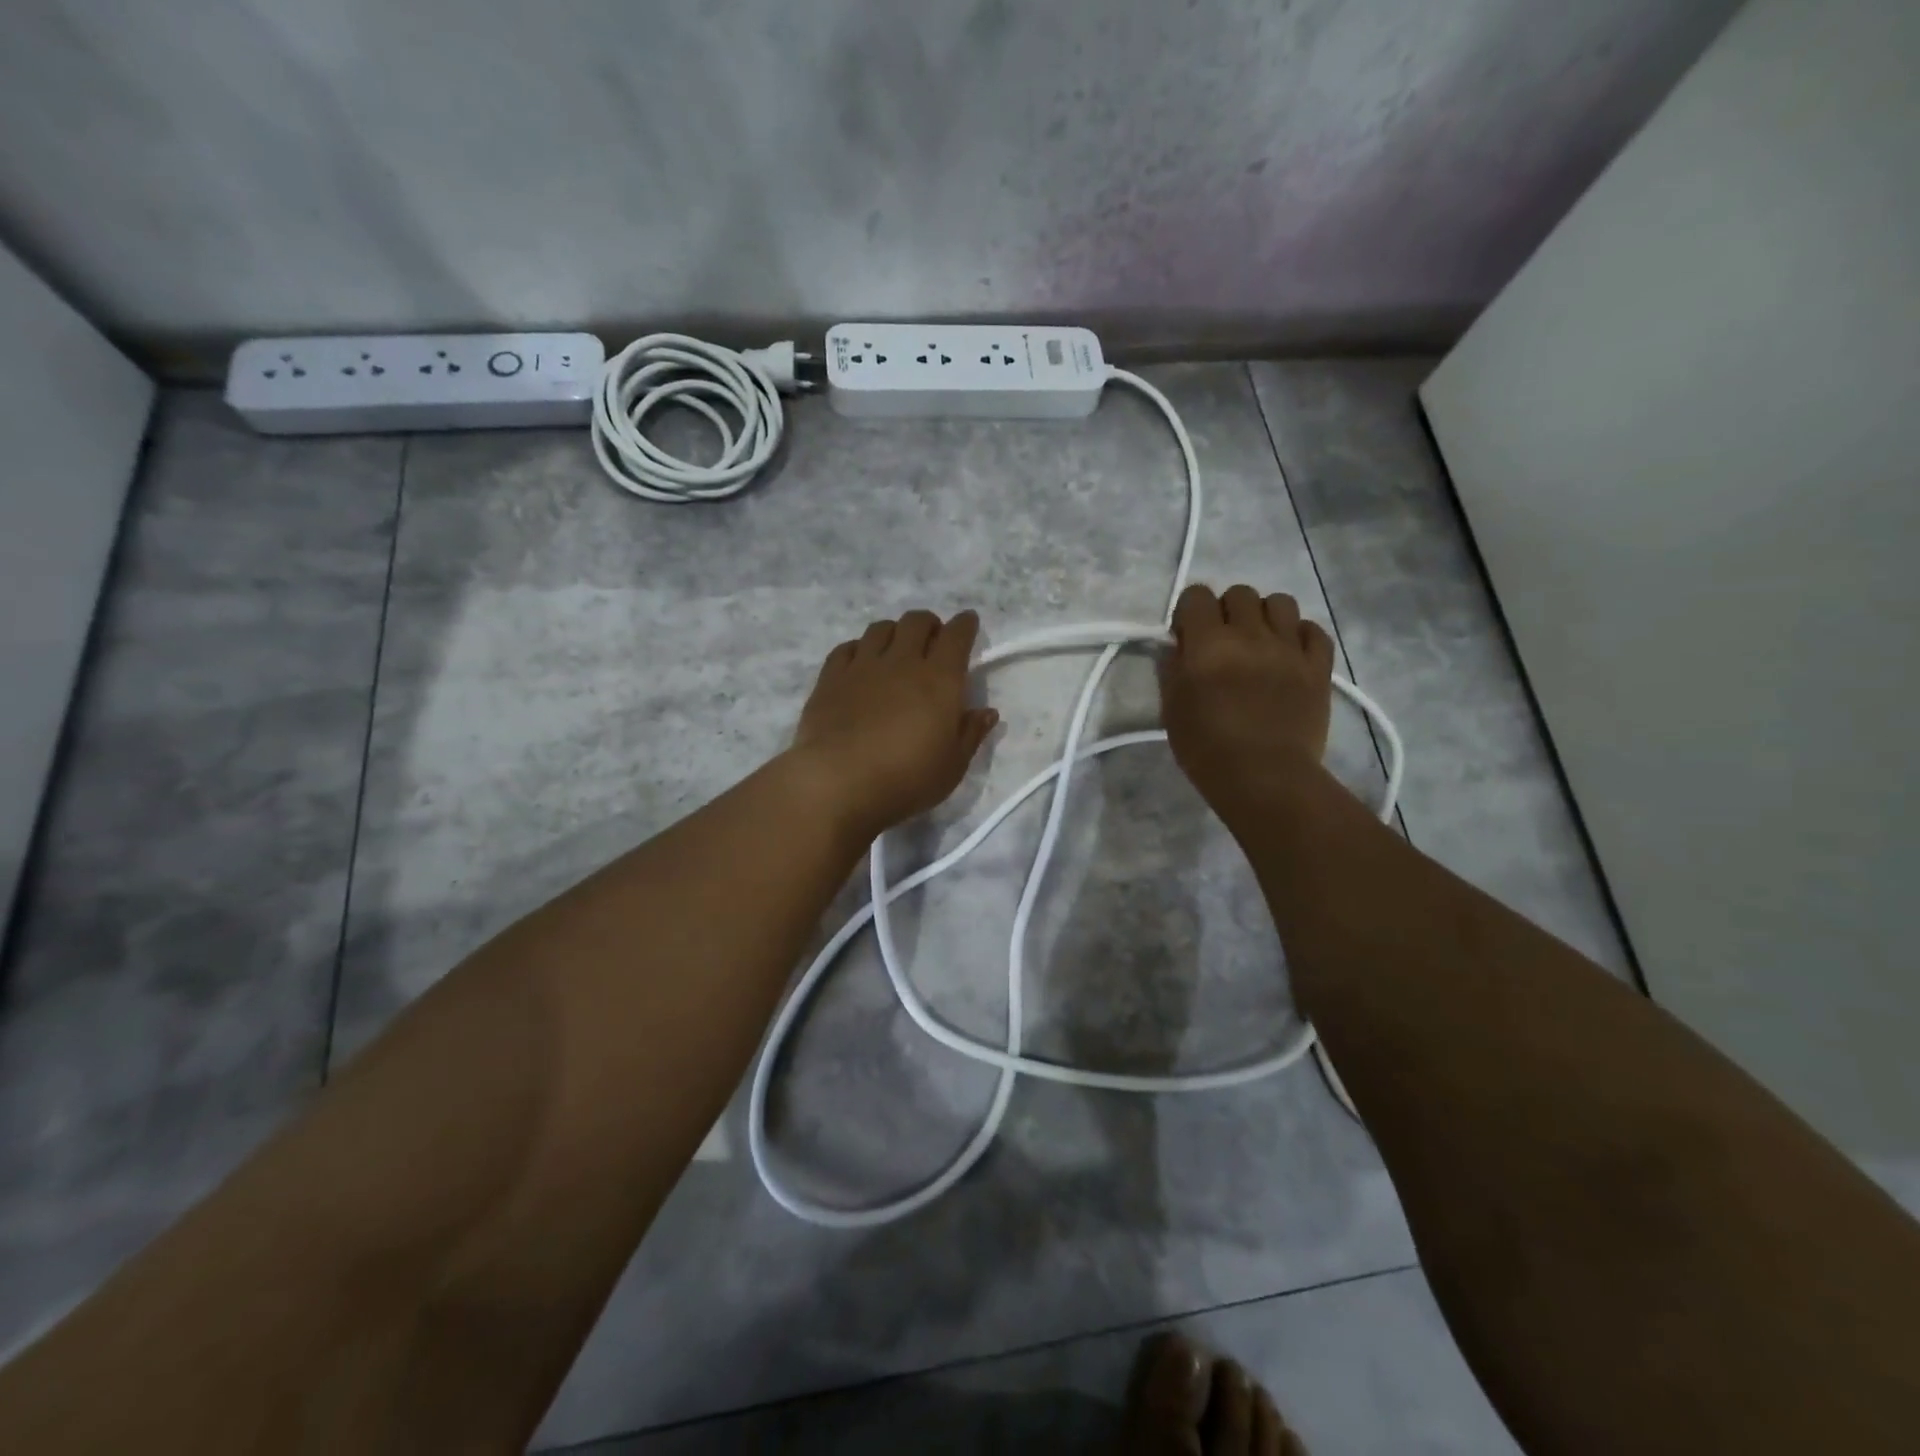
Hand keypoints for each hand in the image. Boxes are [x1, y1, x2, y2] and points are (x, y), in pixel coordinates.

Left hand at [791, 609, 998, 842]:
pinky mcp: (830, 678)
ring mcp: (862, 666)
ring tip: (896, 648)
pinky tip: (861, 663)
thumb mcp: (952, 766)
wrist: (838, 783)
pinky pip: (847, 648)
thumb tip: (987, 712)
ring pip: (881, 628)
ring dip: (894, 632)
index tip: (968, 623)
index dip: (965, 625)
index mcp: (939, 680)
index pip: (957, 636)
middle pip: (916, 622)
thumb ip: (971, 734)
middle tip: (932, 639)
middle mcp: (902, 662)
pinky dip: (860, 648)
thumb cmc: (906, 779)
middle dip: (929, 624)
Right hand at [1159, 584, 1334, 814]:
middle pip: (1239, 593)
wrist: (1265, 779)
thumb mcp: (1172, 710)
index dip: (1188, 612)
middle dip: (1226, 611)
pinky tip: (1289, 655)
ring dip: (1264, 616)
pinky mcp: (1318, 667)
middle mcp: (1250, 635)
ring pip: (1280, 602)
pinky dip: (1299, 635)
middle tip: (1223, 643)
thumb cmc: (1207, 749)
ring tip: (1259, 644)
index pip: (1196, 596)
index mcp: (1208, 644)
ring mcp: (1289, 648)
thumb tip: (1177, 646)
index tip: (1187, 638)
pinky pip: (1313, 630)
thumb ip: (1172, 669)